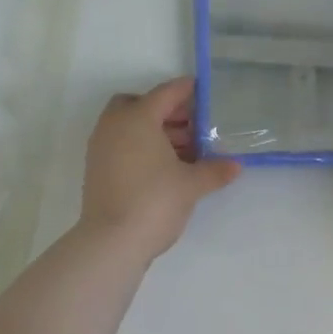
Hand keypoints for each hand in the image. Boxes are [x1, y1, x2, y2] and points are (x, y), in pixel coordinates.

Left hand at [79, 77, 240, 259]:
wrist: (110, 242)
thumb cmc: (154, 201)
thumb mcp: (191, 184)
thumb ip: (214, 170)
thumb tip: (236, 166)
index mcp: (138, 118)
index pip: (166, 93)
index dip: (187, 91)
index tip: (204, 91)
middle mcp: (115, 125)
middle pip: (140, 104)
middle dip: (166, 111)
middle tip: (192, 126)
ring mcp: (101, 147)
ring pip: (129, 126)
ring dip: (154, 131)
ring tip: (185, 151)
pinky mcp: (96, 169)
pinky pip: (121, 144)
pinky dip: (140, 147)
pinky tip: (164, 168)